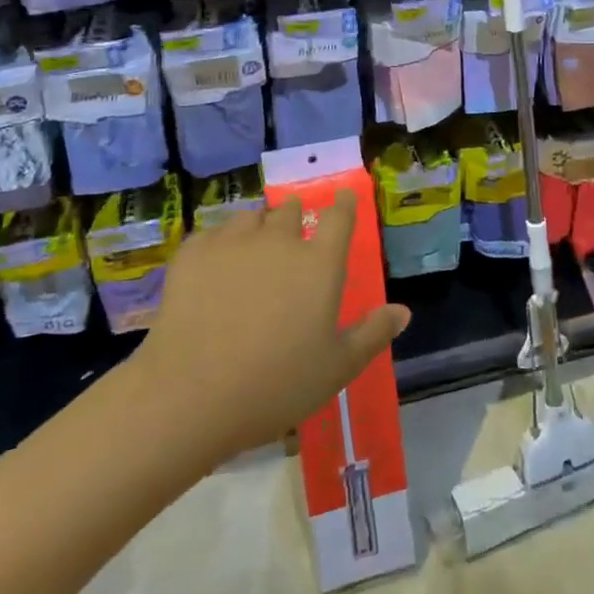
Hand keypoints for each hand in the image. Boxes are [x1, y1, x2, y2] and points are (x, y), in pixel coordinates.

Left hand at [134, 193, 409, 462]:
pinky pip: (212, 234)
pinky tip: (214, 264)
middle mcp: (280, 241)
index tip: (343, 198)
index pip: (339, 217)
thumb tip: (403, 310)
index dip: (343, 204)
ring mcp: (234, 243)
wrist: (190, 395)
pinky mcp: (194, 254)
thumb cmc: (275, 384)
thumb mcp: (336, 368)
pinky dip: (219, 243)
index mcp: (319, 263)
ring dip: (258, 225)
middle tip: (292, 232)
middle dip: (295, 215)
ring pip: (251, 217)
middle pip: (291, 210)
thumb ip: (372, 334)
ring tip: (253, 245)